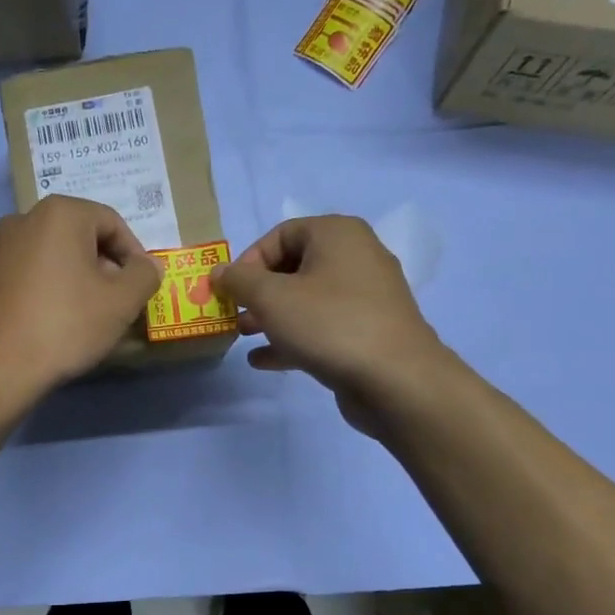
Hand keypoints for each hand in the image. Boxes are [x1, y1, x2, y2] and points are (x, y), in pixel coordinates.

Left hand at [0, 196, 161, 402]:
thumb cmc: (66, 325)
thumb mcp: (121, 302)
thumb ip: (144, 275)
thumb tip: (147, 265)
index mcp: (59, 213)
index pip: (111, 223)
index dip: (134, 254)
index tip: (141, 286)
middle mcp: (23, 219)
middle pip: (79, 236)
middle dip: (104, 265)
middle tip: (118, 301)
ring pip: (52, 255)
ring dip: (76, 277)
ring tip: (88, 313)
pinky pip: (28, 273)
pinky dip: (48, 287)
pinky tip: (55, 319)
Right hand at [213, 216, 443, 434]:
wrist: (396, 380)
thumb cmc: (329, 324)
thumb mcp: (271, 298)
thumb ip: (239, 281)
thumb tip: (218, 272)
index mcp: (337, 234)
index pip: (280, 234)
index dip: (248, 261)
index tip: (228, 291)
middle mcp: (356, 257)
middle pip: (293, 267)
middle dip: (257, 292)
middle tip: (233, 315)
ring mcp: (366, 297)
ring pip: (307, 299)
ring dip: (271, 316)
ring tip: (243, 336)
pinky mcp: (368, 332)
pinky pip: (322, 326)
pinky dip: (293, 338)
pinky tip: (263, 360)